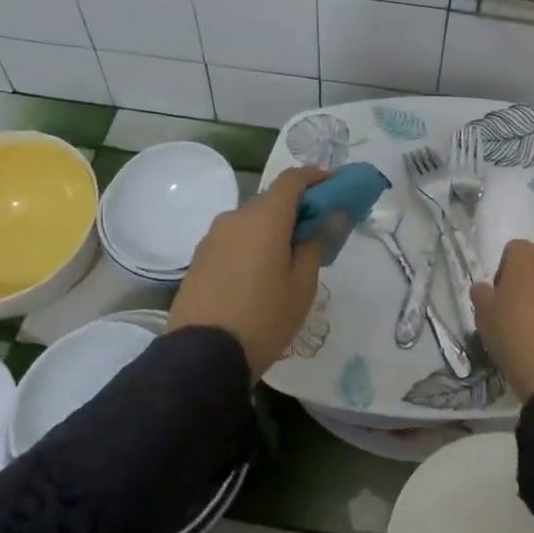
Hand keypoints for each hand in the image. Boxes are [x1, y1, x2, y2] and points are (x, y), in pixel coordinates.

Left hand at [170, 166, 328, 379]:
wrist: (202, 355)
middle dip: (295, 208)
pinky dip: (251, 244)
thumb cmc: (264, 318)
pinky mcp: (199, 257)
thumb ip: (315, 243)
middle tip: (316, 231)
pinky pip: (233, 239)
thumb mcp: (302, 285)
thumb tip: (330, 215)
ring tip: (287, 259)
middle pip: (270, 201)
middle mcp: (235, 217)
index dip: (315, 176)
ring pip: (250, 221)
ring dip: (271, 228)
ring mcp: (212, 237)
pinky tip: (259, 274)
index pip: (292, 179)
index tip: (334, 184)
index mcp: (264, 218)